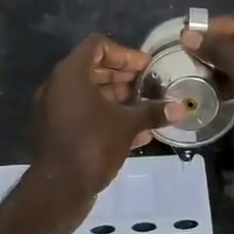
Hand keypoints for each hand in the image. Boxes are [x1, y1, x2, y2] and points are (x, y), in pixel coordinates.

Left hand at [26, 35, 166, 211]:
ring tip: (144, 108)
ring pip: (88, 94)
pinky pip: (83, 114)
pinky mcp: (56, 132)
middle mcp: (57, 87)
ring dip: (116, 98)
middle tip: (148, 86)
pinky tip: (134, 132)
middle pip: (92, 69)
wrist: (60, 188)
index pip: (97, 45)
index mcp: (70, 74)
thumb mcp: (128, 125)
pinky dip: (105, 116)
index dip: (124, 53)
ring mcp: (53, 110)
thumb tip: (180, 109)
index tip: (145, 68)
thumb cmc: (93, 144)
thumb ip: (153, 112)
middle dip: (123, 77)